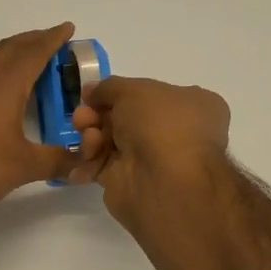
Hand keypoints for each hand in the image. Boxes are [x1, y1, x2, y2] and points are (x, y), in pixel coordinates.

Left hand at [0, 24, 81, 219]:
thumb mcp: (22, 167)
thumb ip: (57, 161)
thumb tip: (85, 163)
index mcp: (3, 83)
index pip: (34, 51)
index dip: (53, 38)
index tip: (68, 28)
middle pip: (9, 48)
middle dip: (32, 41)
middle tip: (52, 42)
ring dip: (10, 54)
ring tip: (27, 62)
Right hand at [70, 75, 230, 228]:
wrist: (165, 182)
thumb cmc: (161, 124)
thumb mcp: (134, 90)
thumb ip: (108, 87)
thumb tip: (91, 91)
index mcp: (188, 105)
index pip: (148, 94)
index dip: (118, 92)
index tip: (92, 94)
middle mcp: (171, 132)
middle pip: (123, 117)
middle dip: (97, 113)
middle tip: (82, 117)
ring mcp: (150, 159)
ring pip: (109, 140)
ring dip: (91, 134)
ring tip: (88, 136)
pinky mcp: (128, 182)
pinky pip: (101, 165)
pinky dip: (90, 159)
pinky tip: (88, 157)